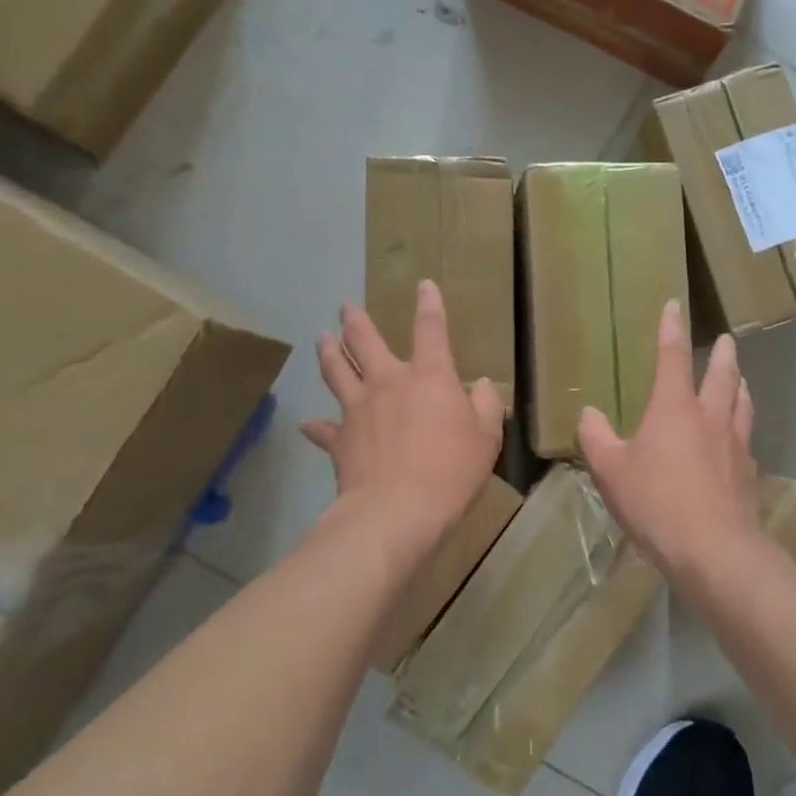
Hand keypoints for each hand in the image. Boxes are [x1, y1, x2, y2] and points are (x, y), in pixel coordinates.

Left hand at [302, 281, 503, 538]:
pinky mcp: (339, 439)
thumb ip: (486, 406)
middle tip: (345, 307)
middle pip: (365, 341)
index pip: (431, 329)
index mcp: (429, 376)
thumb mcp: (487, 438)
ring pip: (336, 371)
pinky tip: (308, 424)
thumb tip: (482, 385)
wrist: (398, 509)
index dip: (429, 305)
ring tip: (322, 338)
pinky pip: (323, 428)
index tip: (424, 285)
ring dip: (329, 352)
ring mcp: (358, 408)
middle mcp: (388, 382)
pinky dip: (316, 426)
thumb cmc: (451, 470)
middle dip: (355, 320)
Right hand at [578, 300, 762, 582]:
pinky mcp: (748, 474)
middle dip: (722, 354)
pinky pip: (747, 440)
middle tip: (726, 340)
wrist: (714, 550)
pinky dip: (742, 429)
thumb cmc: (656, 503)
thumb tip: (588, 414)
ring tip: (740, 380)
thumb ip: (596, 439)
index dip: (672, 329)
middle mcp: (710, 418)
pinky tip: (739, 440)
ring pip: (742, 404)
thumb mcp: (611, 471)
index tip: (676, 305)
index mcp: (674, 408)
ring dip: (740, 386)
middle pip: (722, 375)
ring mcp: (735, 445)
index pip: (673, 357)